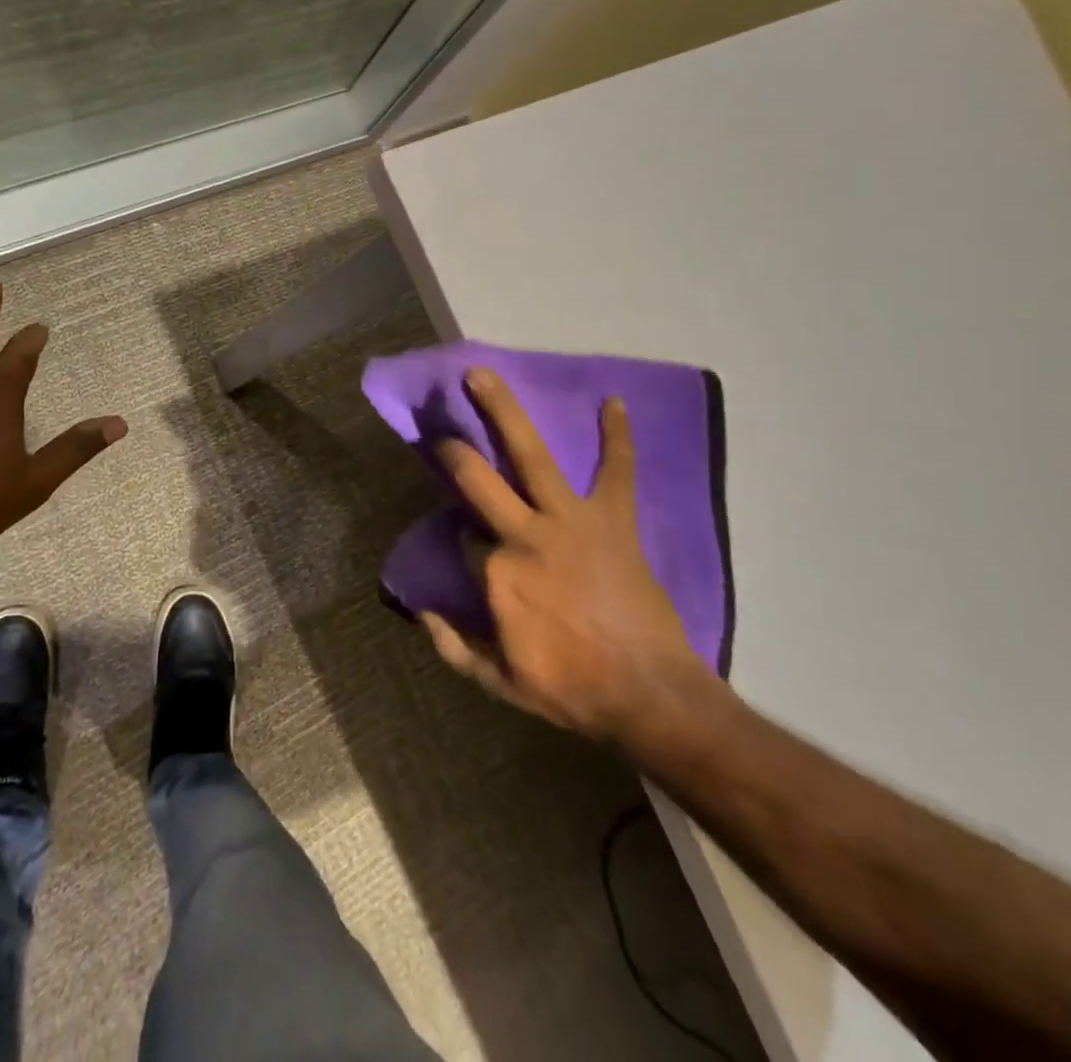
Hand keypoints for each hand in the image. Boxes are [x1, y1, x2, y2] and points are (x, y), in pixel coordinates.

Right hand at [423, 368, 705, 746]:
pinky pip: (617, 471)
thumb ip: (452, 645)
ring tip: (481, 375)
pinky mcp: (614, 520)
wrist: (650, 694)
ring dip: (505, 411)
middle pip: (478, 479)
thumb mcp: (498, 681)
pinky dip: (618, 438)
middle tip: (443, 433)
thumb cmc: (571, 690)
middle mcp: (525, 534)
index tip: (471, 541)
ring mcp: (571, 520)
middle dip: (454, 452)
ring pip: (531, 455)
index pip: (464, 537)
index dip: (464, 538)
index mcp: (495, 573)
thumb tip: (419, 610)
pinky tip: (614, 401)